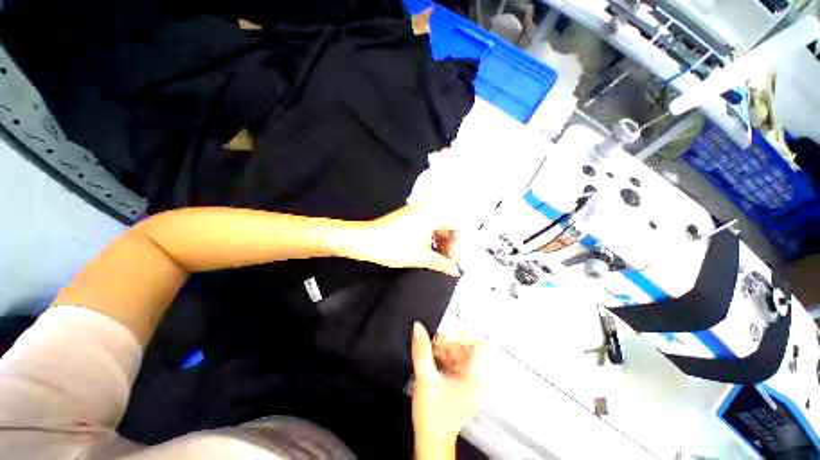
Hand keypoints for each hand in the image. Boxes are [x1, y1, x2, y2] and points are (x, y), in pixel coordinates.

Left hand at [348, 205, 460, 276]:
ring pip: (439, 225)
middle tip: (451, 261)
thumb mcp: (421, 257)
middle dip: (452, 244)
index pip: (459, 225)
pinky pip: (429, 225)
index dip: (461, 244)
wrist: (365, 240)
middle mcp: (428, 208)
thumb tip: (455, 271)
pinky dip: (433, 237)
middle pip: (450, 225)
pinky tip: (431, 250)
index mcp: (434, 214)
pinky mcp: (410, 216)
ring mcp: (418, 211)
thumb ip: (442, 263)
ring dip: (443, 241)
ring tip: (441, 258)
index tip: (458, 259)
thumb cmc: (392, 246)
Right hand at [411, 322, 480, 450]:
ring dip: (444, 350)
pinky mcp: (459, 385)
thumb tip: (418, 328)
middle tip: (434, 344)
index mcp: (472, 376)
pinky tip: (433, 362)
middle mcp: (474, 378)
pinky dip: (443, 358)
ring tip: (431, 353)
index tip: (448, 334)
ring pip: (459, 354)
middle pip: (466, 347)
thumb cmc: (434, 417)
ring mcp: (467, 382)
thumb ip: (421, 350)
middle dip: (448, 342)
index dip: (463, 334)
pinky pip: (454, 363)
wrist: (431, 440)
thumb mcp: (425, 378)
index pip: (478, 344)